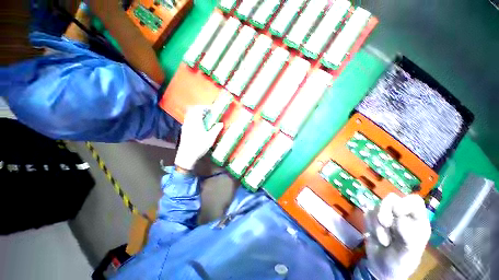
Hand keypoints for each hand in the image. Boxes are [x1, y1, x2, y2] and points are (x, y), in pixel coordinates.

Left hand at [174, 106, 223, 170]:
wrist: (186, 157)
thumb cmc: (199, 146)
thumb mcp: (210, 138)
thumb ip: (216, 129)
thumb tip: (221, 123)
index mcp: (195, 122)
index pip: (198, 109)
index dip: (205, 107)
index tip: (211, 110)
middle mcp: (188, 122)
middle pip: (192, 110)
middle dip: (200, 109)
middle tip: (208, 113)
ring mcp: (185, 126)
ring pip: (189, 115)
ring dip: (196, 114)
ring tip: (204, 119)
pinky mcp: (184, 131)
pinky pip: (188, 120)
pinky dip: (194, 119)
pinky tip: (199, 126)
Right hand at [364, 193, 430, 279]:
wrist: (382, 268)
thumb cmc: (401, 262)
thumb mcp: (408, 254)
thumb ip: (408, 238)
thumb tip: (399, 219)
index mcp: (417, 221)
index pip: (414, 201)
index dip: (405, 203)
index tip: (396, 212)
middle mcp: (402, 215)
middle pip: (391, 199)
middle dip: (385, 211)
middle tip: (384, 224)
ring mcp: (386, 216)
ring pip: (376, 206)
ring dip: (377, 224)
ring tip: (383, 240)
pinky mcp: (372, 219)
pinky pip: (367, 214)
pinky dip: (369, 226)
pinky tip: (376, 237)